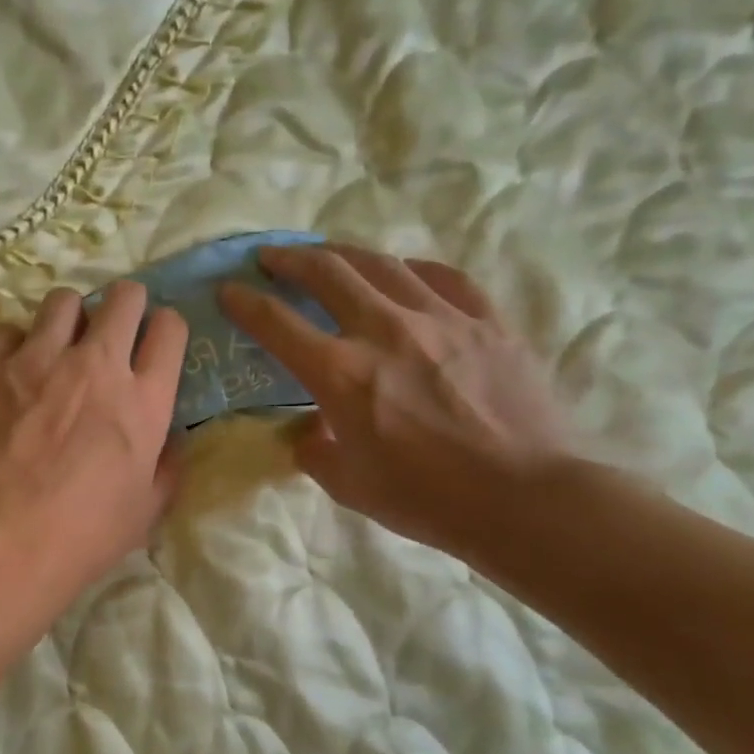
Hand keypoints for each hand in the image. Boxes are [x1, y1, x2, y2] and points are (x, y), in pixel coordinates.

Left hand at [0, 283, 187, 598]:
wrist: (2, 547)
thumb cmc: (84, 537)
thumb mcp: (147, 510)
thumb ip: (167, 465)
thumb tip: (172, 439)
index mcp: (143, 400)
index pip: (170, 329)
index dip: (165, 328)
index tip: (153, 340)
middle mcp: (96, 366)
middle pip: (123, 297)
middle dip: (125, 304)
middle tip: (112, 329)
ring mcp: (37, 361)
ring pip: (63, 301)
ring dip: (68, 318)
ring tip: (57, 346)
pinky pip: (5, 330)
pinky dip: (12, 345)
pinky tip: (9, 371)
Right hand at [220, 245, 572, 565]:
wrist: (525, 498)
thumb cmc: (427, 499)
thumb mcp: (349, 485)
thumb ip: (316, 452)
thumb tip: (308, 433)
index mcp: (341, 374)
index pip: (277, 324)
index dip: (245, 303)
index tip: (228, 290)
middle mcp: (385, 331)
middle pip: (328, 272)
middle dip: (290, 259)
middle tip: (272, 258)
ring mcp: (441, 318)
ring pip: (383, 263)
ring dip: (345, 254)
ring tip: (329, 255)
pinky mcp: (487, 321)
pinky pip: (444, 277)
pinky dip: (413, 269)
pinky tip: (406, 272)